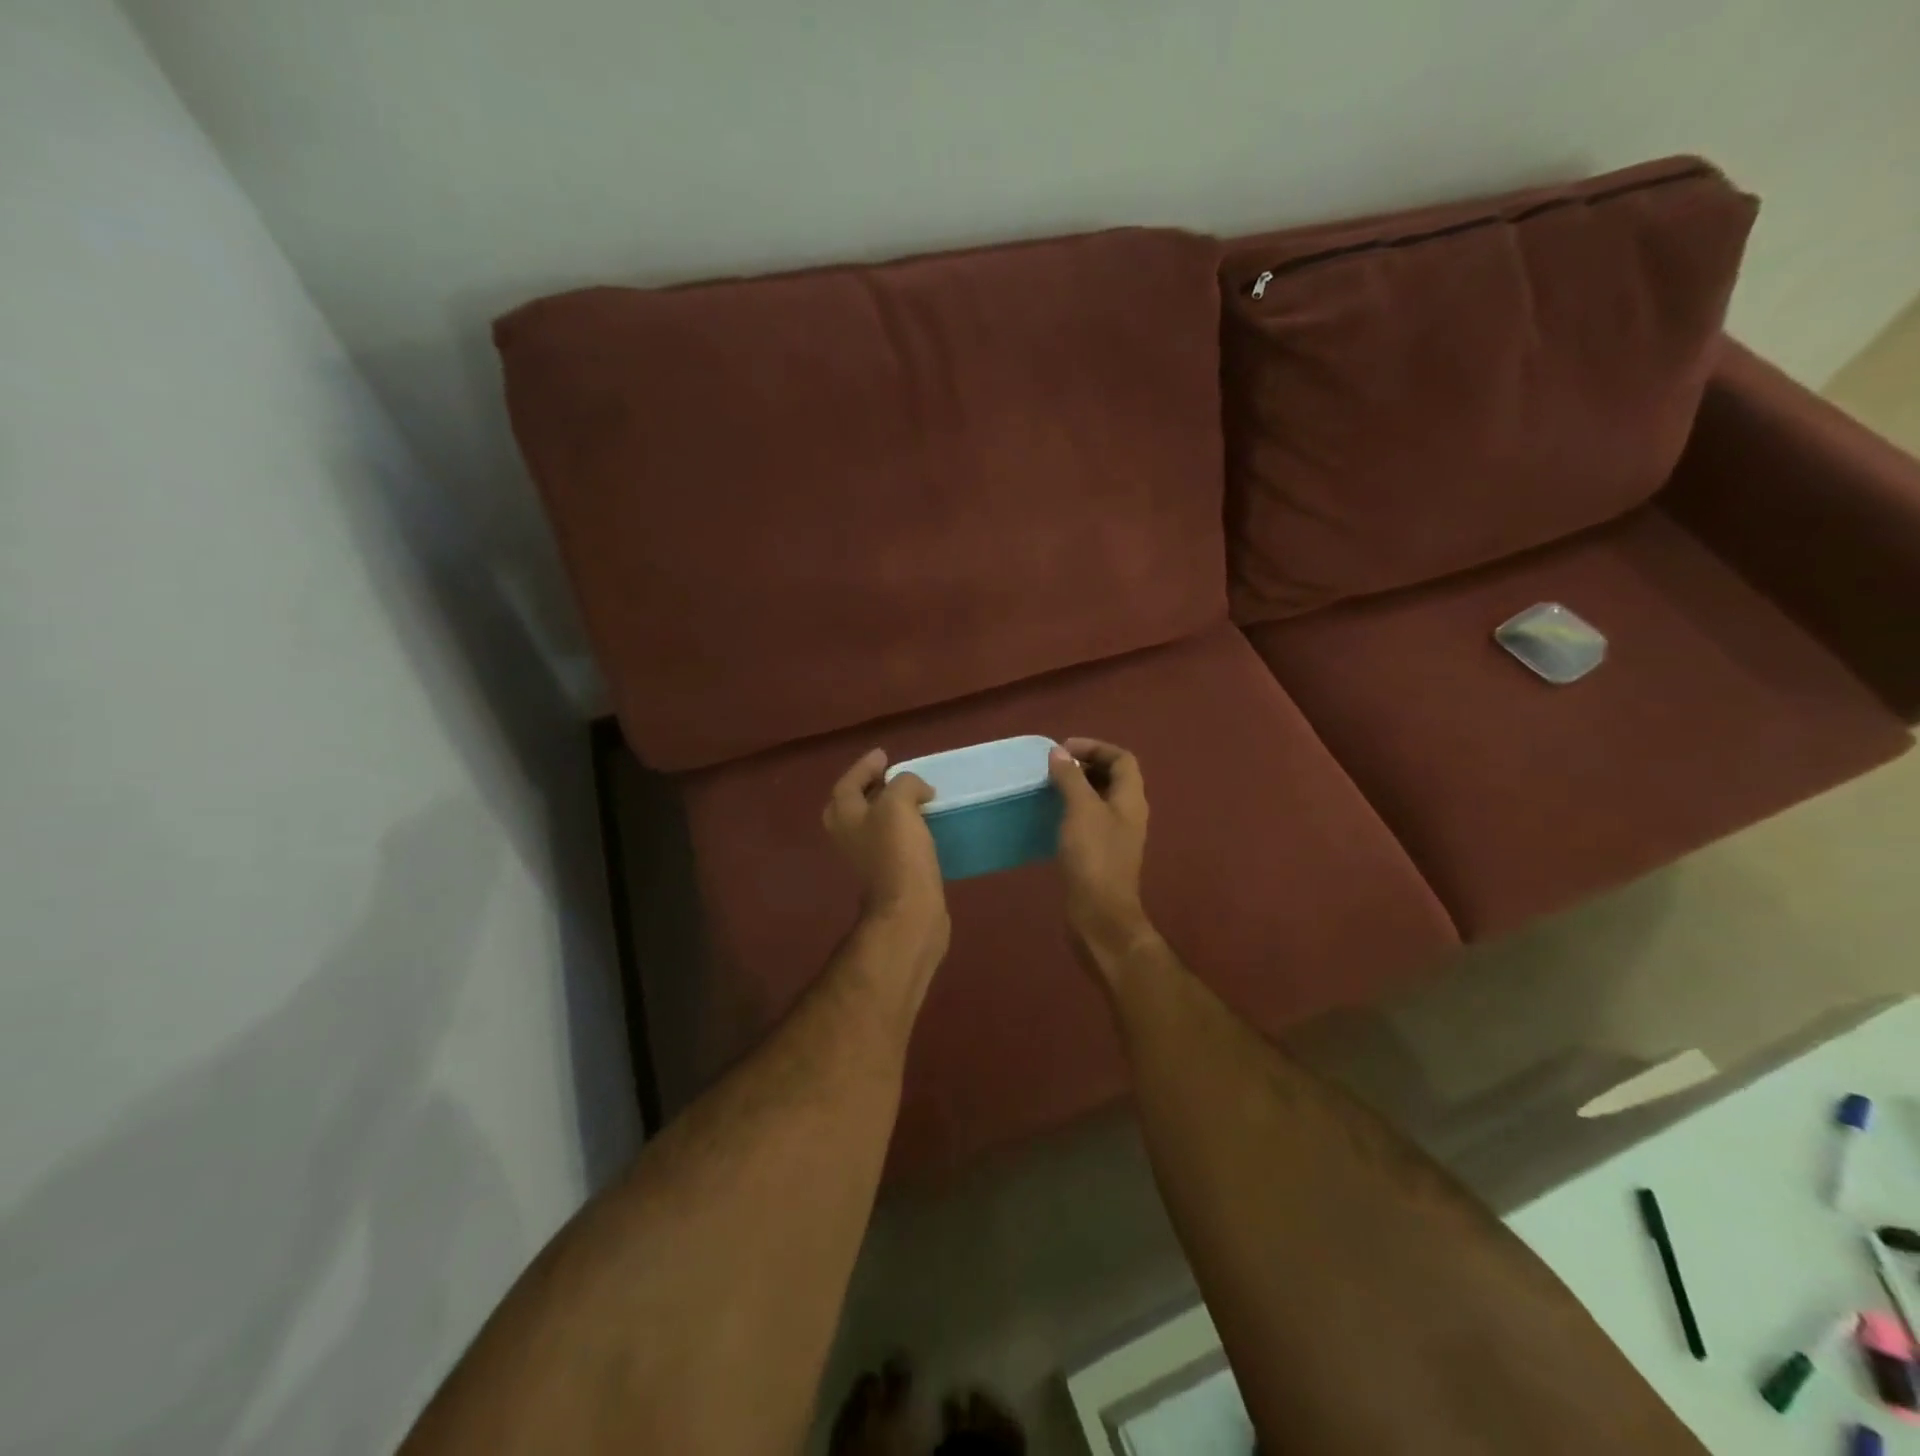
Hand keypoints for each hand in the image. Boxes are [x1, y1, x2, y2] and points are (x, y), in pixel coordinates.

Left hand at [823, 749, 949, 965]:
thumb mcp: (899, 804)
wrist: (909, 910)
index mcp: (844, 816)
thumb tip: (917, 790)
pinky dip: (903, 828)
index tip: (885, 755)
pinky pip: (891, 840)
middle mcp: (848, 836)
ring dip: (889, 808)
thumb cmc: (898, 853)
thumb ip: (904, 784)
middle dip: (870, 788)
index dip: (865, 766)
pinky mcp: (887, 873)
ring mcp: (866, 857)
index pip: (848, 781)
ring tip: (913, 798)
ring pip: (873, 823)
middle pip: (854, 804)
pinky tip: (923, 826)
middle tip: (892, 776)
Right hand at [1048, 738, 1156, 970]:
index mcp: (1131, 799)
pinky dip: (1072, 810)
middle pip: (1112, 777)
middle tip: (1053, 766)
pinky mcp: (1101, 854)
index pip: (1122, 758)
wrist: (1099, 915)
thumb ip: (1071, 778)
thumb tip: (1058, 752)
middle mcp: (1128, 813)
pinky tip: (1051, 817)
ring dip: (1077, 788)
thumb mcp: (1081, 810)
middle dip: (1085, 765)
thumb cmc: (1094, 857)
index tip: (1063, 749)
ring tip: (1048, 786)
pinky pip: (1089, 820)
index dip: (1095, 747)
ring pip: (1099, 799)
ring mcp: (1116, 835)